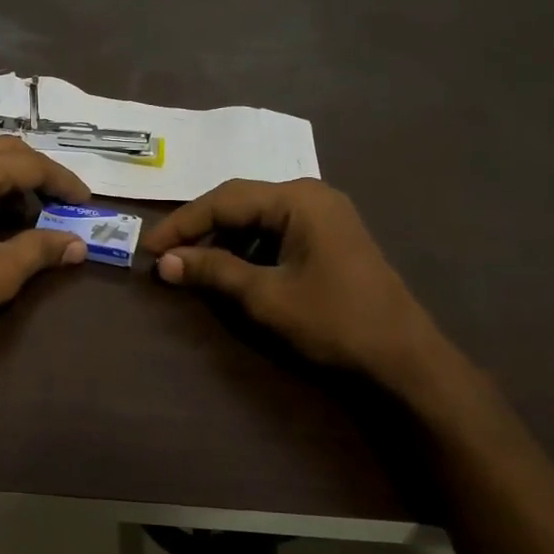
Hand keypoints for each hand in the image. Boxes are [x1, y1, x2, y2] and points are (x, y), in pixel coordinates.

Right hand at [141, 178, 455, 396]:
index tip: (149, 248)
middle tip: (165, 254)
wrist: (403, 358)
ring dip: (222, 239)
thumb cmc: (334, 322)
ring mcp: (324, 215)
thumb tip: (165, 262)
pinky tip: (229, 268)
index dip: (182, 223)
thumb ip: (214, 272)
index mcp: (298, 199)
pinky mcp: (329, 237)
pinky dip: (247, 247)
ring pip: (256, 217)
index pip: (225, 199)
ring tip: (191, 264)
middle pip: (240, 202)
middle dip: (200, 228)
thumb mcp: (266, 296)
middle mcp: (311, 196)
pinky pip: (275, 231)